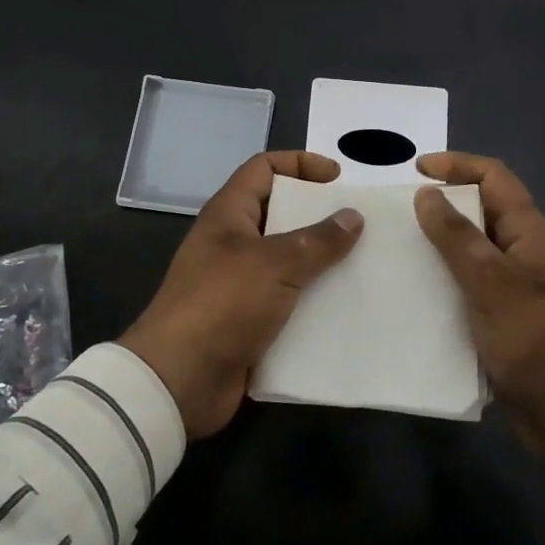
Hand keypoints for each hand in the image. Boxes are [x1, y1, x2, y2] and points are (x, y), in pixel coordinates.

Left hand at [121, 151, 363, 437]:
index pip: (264, 168)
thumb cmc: (223, 303)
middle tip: (361, 226)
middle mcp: (234, 244)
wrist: (180, 381)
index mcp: (229, 215)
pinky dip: (315, 304)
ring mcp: (240, 285)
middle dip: (321, 217)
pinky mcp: (250, 323)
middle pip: (282, 215)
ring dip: (323, 264)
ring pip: (290, 262)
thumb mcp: (275, 263)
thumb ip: (318, 240)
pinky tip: (347, 310)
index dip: (300, 164)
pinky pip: (289, 303)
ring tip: (364, 267)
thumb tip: (353, 216)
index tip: (339, 179)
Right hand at [414, 152, 544, 467]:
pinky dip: (438, 280)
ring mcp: (509, 286)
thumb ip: (457, 236)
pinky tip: (409, 292)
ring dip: (435, 244)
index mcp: (528, 232)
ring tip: (393, 249)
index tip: (415, 169)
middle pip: (478, 210)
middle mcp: (519, 252)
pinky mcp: (498, 317)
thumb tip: (426, 193)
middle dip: (440, 204)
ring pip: (467, 250)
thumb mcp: (492, 282)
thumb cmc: (536, 339)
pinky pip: (463, 285)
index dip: (457, 164)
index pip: (493, 177)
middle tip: (396, 213)